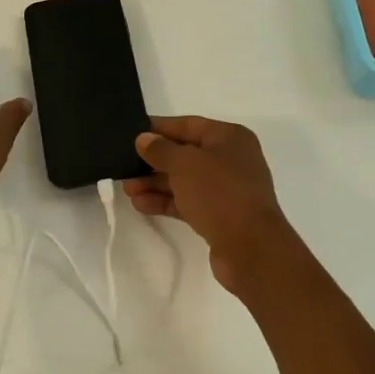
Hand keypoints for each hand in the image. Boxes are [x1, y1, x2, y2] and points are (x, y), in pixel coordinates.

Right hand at [124, 115, 296, 293]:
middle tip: (123, 166)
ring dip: (154, 183)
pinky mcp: (219, 215)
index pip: (188, 125)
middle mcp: (230, 160)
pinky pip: (187, 202)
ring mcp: (226, 189)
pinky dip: (165, 201)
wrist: (251, 248)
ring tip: (127, 189)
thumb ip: (160, 149)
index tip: (131, 132)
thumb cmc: (219, 193)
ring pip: (183, 180)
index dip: (159, 128)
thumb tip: (143, 139)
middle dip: (153, 161)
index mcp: (229, 138)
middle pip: (184, 154)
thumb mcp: (184, 164)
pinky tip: (140, 205)